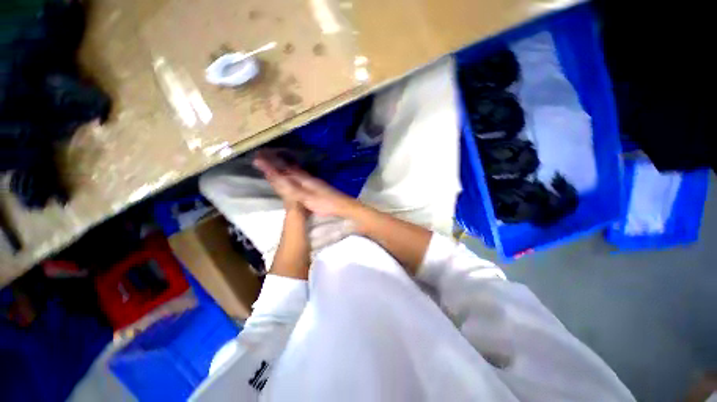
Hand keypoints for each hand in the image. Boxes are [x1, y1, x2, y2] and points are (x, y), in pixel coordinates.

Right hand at [253, 150, 359, 217]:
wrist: (342, 206)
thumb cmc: (325, 203)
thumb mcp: (306, 197)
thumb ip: (291, 188)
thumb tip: (276, 177)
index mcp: (303, 179)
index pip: (283, 170)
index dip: (270, 165)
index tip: (257, 158)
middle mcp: (307, 177)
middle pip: (288, 168)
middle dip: (275, 162)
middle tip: (263, 155)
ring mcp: (312, 181)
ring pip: (294, 171)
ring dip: (283, 165)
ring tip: (274, 160)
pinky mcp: (316, 186)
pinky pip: (300, 176)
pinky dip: (292, 172)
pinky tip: (293, 174)